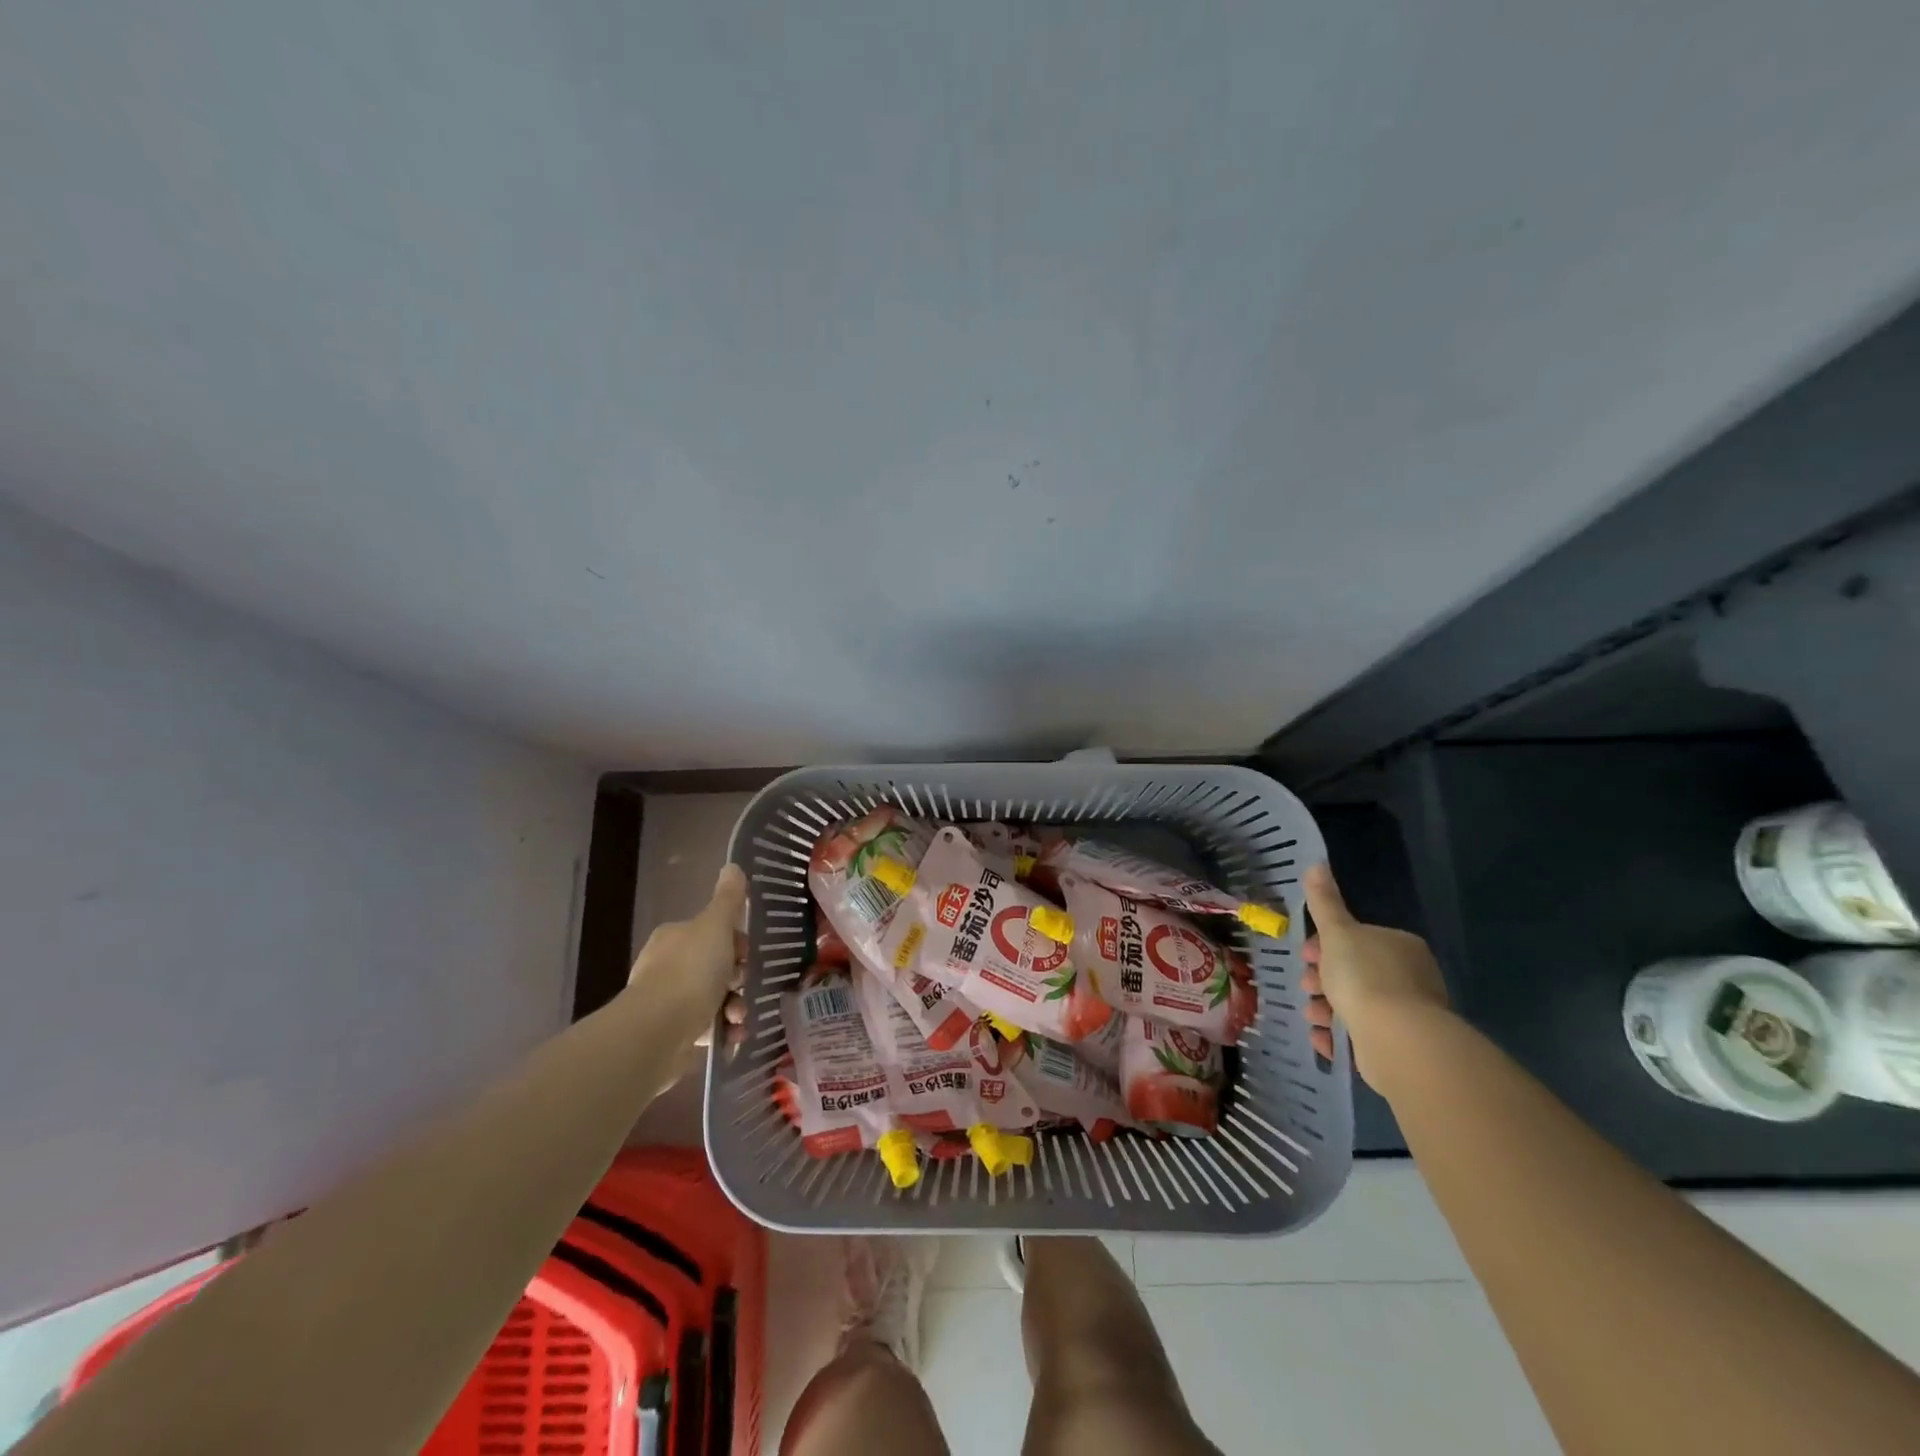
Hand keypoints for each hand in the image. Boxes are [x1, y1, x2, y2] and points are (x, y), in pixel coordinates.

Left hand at [626, 863, 748, 1047]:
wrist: (657, 1032)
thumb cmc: (690, 971)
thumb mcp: (715, 927)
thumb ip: (728, 899)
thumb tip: (732, 865)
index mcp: (674, 937)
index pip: (712, 933)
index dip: (736, 942)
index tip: (749, 954)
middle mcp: (666, 966)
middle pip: (715, 967)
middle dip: (737, 978)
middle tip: (746, 986)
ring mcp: (667, 1001)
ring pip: (714, 998)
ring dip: (734, 1007)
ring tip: (739, 1017)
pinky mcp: (671, 1034)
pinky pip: (707, 1028)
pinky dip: (723, 1030)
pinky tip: (732, 1035)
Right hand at [1301, 861, 1449, 1087]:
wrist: (1396, 1039)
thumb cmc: (1364, 976)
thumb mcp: (1337, 932)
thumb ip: (1325, 902)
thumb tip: (1316, 863)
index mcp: (1399, 946)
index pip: (1357, 939)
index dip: (1325, 946)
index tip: (1305, 956)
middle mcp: (1410, 977)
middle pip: (1354, 973)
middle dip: (1323, 980)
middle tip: (1306, 986)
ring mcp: (1407, 1014)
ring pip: (1356, 1005)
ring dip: (1326, 1008)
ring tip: (1312, 1015)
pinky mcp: (1400, 1045)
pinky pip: (1361, 1036)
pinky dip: (1339, 1036)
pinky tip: (1324, 1038)